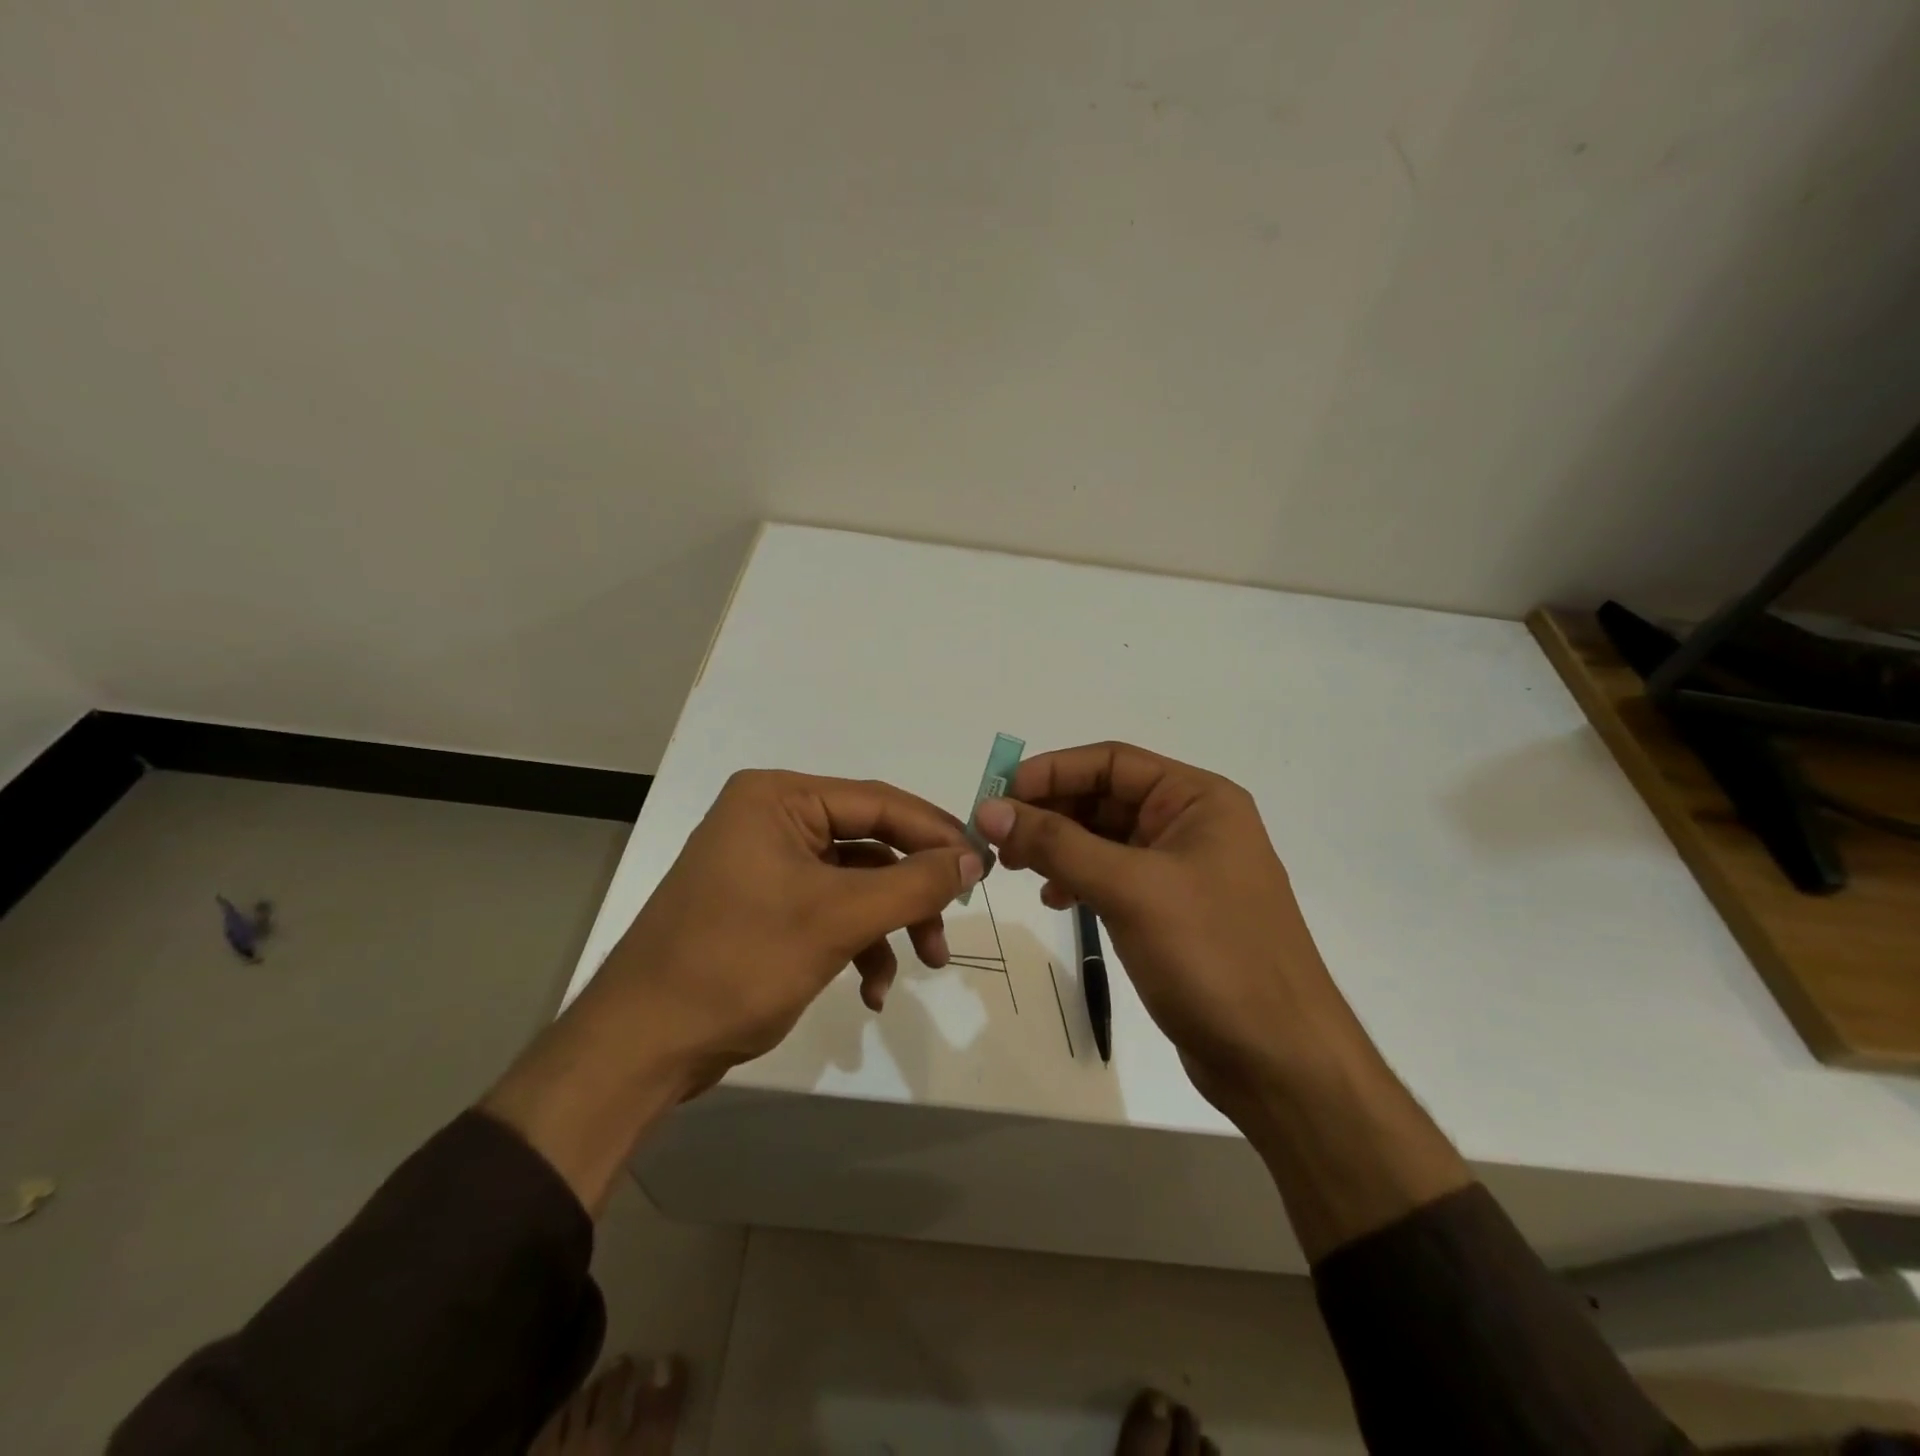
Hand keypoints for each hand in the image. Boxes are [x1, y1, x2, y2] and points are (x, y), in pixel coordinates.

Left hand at [597, 769, 984, 1084]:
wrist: (641, 1046)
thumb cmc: (738, 963)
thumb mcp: (836, 919)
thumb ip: (913, 883)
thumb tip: (974, 857)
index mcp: (778, 798)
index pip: (878, 802)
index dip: (936, 832)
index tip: (984, 865)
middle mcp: (772, 819)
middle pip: (870, 843)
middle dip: (912, 890)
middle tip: (950, 925)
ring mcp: (767, 864)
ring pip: (856, 882)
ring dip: (891, 924)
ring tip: (924, 965)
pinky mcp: (766, 906)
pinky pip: (830, 911)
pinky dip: (858, 944)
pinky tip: (870, 990)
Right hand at [972, 742, 1360, 1117]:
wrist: (1278, 1059)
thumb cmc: (1212, 956)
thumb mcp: (1130, 889)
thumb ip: (1057, 844)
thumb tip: (990, 810)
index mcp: (1199, 800)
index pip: (1112, 762)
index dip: (1051, 771)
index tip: (997, 794)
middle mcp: (1193, 825)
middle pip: (1105, 797)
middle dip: (1049, 812)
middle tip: (996, 836)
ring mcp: (1183, 870)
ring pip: (1105, 839)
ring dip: (1058, 846)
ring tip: (1014, 867)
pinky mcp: (1172, 912)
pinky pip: (1114, 877)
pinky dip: (1079, 880)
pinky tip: (1054, 899)